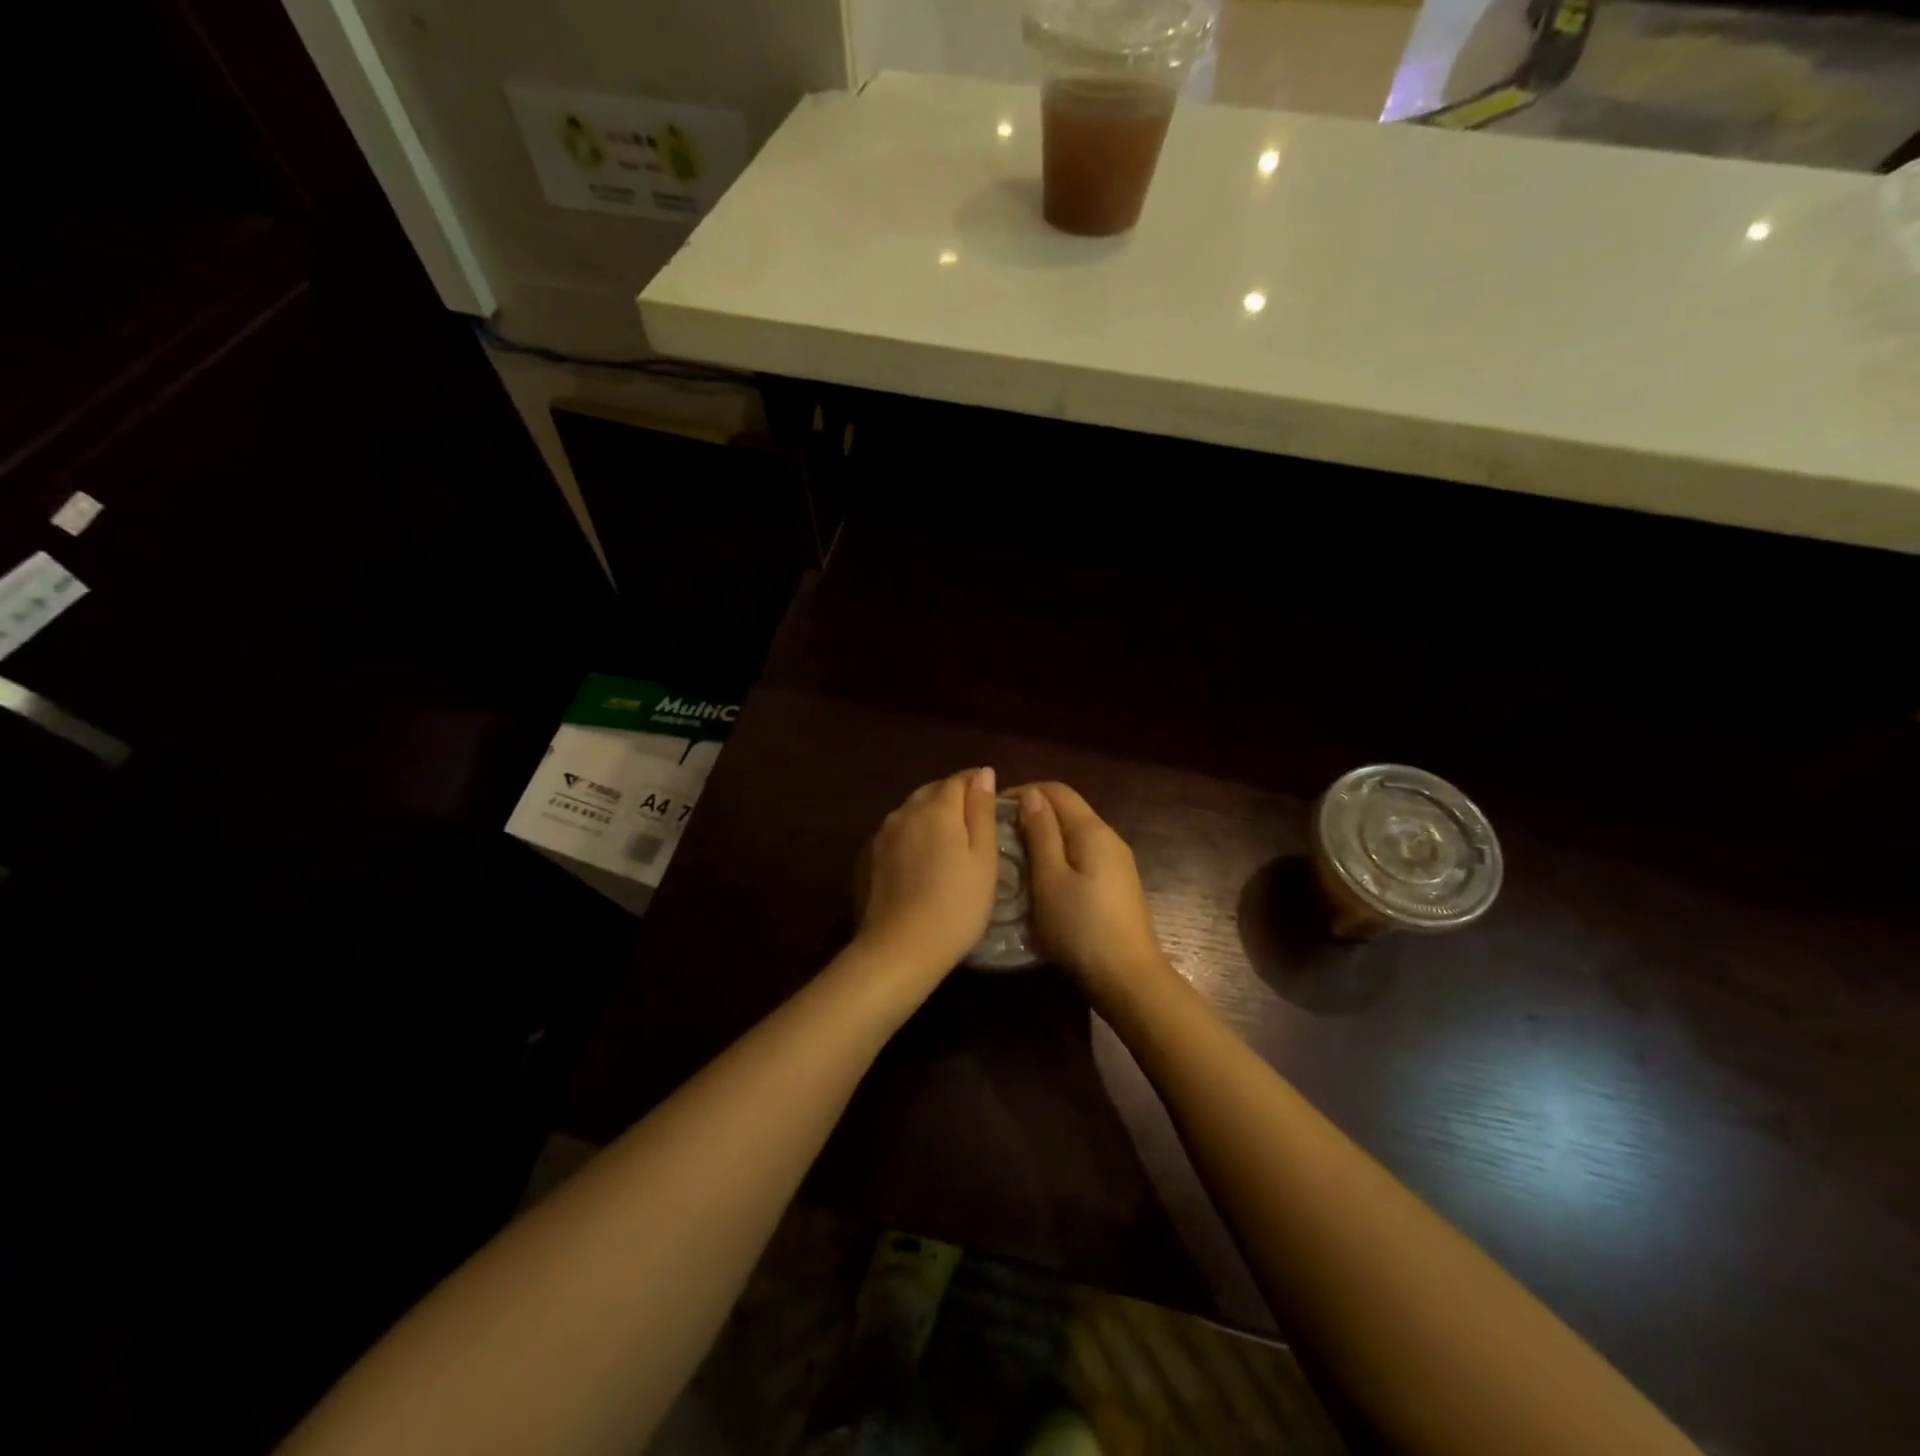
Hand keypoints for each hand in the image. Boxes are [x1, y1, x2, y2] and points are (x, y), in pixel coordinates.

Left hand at [856, 768, 1000, 979]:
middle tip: (972, 818)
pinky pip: (895, 833)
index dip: (976, 782)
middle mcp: (905, 811)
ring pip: (910, 811)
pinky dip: (911, 836)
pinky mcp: (867, 857)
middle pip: (932, 791)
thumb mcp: (983, 860)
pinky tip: (919, 859)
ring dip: (929, 815)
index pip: (959, 779)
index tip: (990, 796)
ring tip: (947, 839)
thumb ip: (982, 812)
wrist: (899, 949)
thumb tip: (983, 773)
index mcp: (937, 808)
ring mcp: (881, 834)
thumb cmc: (956, 905)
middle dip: (952, 796)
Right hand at [1016, 783, 1168, 997]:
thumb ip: (1041, 834)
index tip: (993, 811)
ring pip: (1074, 835)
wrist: (1128, 978)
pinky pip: (1082, 856)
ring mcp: (1116, 863)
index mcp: (1093, 830)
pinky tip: (1040, 879)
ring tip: (1013, 856)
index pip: (1057, 790)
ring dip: (1043, 837)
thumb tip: (1032, 795)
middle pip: (1067, 810)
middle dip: (1032, 814)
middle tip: (998, 836)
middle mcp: (1109, 838)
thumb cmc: (1081, 927)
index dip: (1023, 792)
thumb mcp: (1050, 878)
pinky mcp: (1116, 886)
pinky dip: (1058, 857)